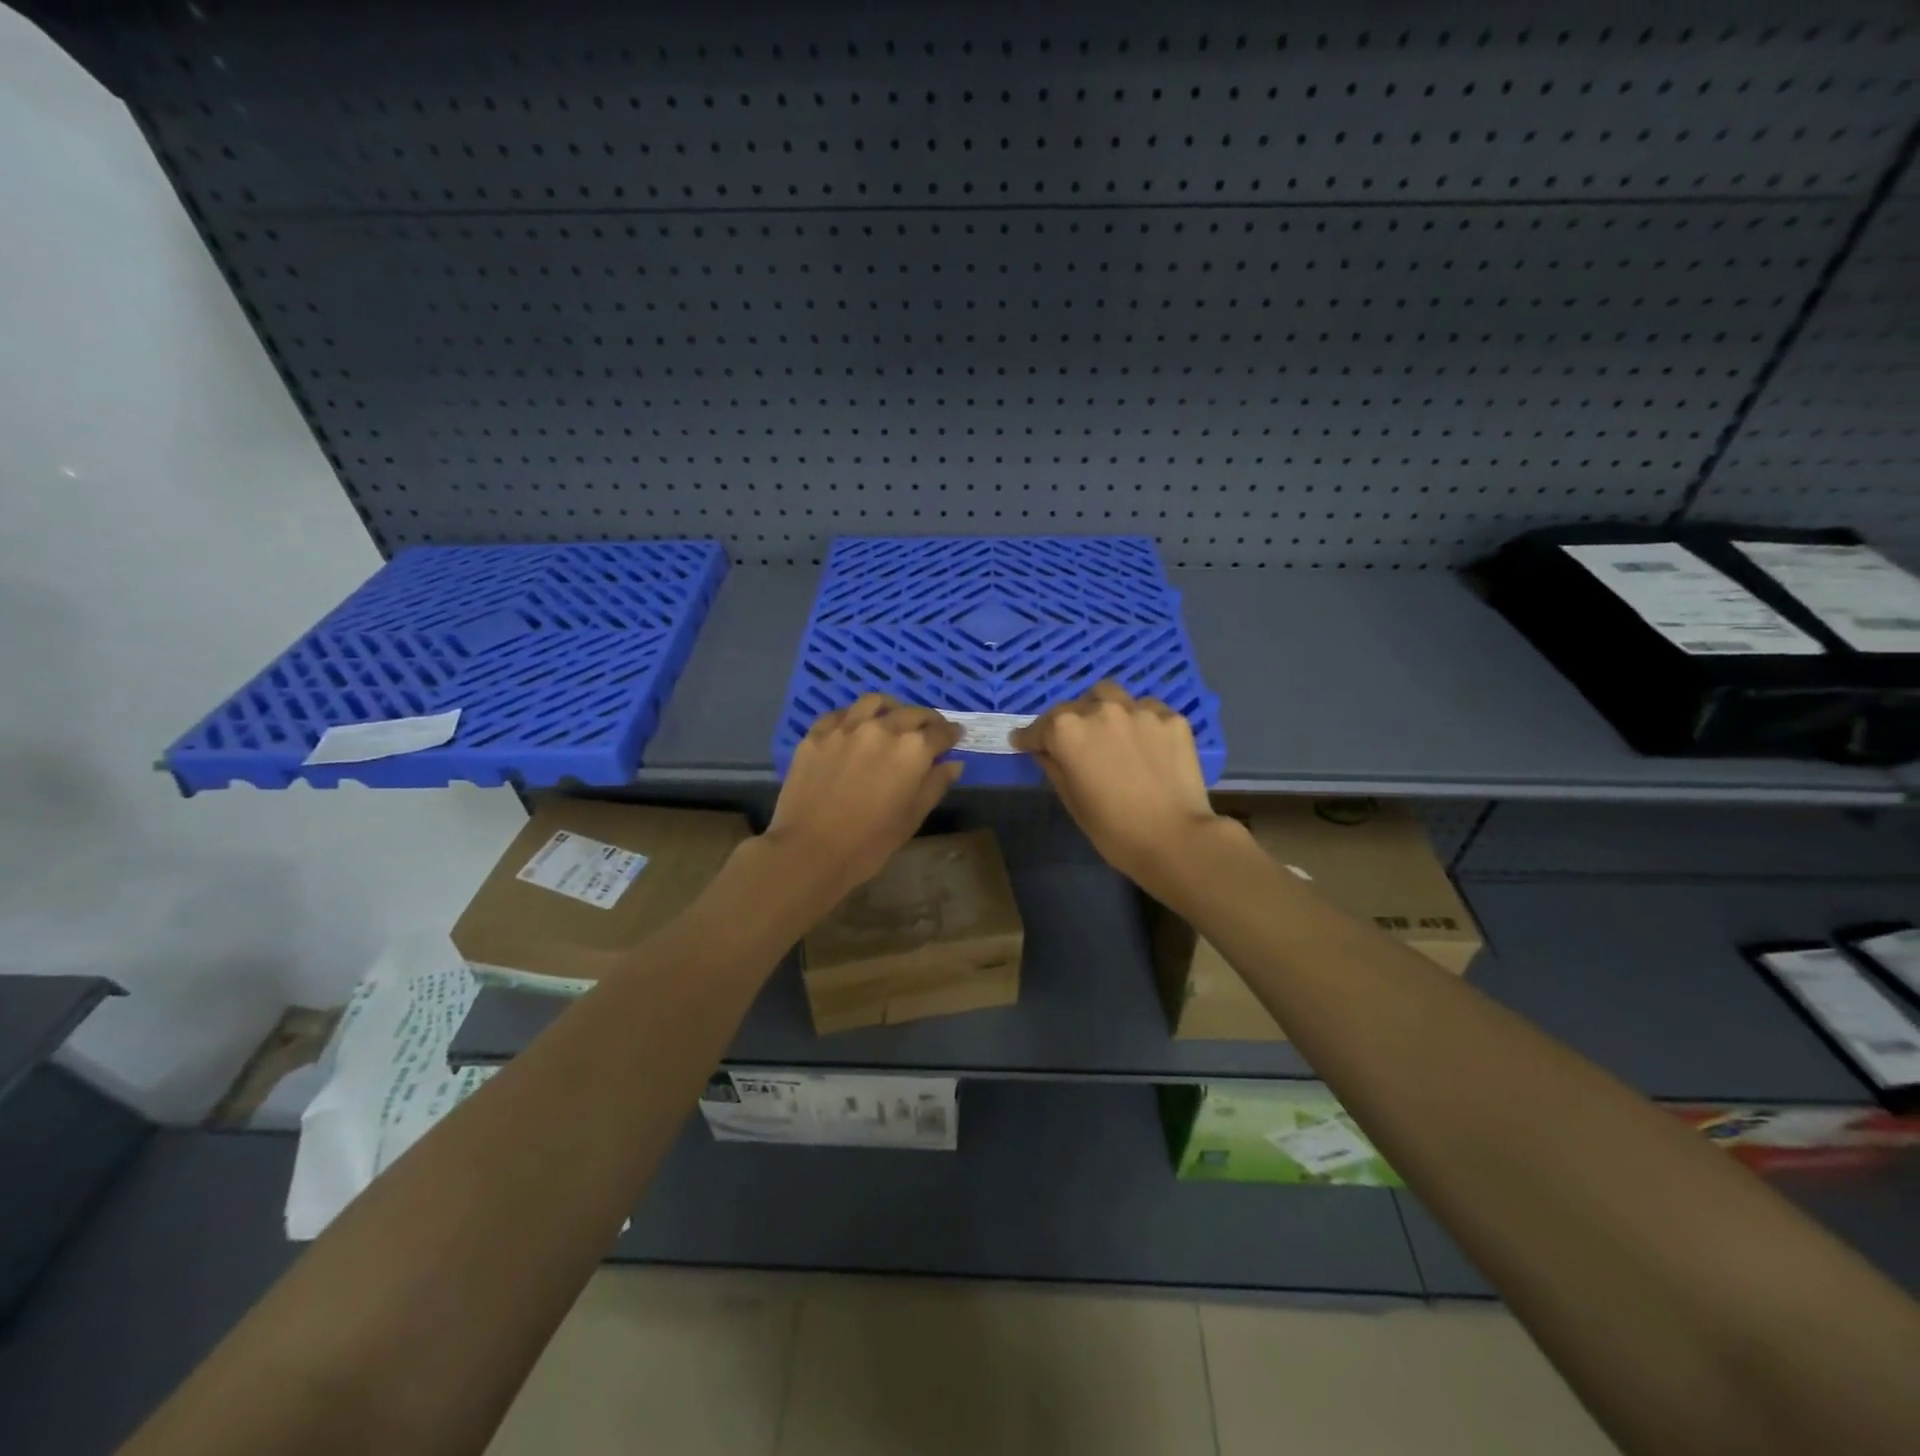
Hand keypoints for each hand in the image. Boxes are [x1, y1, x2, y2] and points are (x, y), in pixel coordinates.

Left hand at [763, 695, 963, 899]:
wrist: (809, 850)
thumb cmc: (870, 842)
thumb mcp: (912, 817)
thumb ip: (935, 785)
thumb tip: (953, 763)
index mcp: (912, 749)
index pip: (941, 732)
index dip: (952, 734)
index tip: (956, 736)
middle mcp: (882, 728)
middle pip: (912, 713)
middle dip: (927, 720)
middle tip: (930, 730)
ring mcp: (846, 727)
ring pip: (875, 702)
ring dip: (891, 708)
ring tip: (893, 718)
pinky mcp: (817, 734)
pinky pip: (841, 713)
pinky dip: (855, 716)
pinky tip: (855, 727)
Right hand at [1011, 681, 1224, 895]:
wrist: (1175, 839)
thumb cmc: (1114, 830)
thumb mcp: (1072, 801)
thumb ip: (1054, 767)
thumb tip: (1043, 750)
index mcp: (1067, 731)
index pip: (1038, 728)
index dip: (1029, 738)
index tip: (1024, 744)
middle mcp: (1100, 710)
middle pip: (1073, 708)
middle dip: (1067, 725)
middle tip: (1074, 746)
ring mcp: (1139, 710)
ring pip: (1110, 695)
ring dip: (1101, 709)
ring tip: (1109, 731)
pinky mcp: (1171, 718)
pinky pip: (1147, 709)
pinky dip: (1139, 721)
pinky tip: (1145, 743)